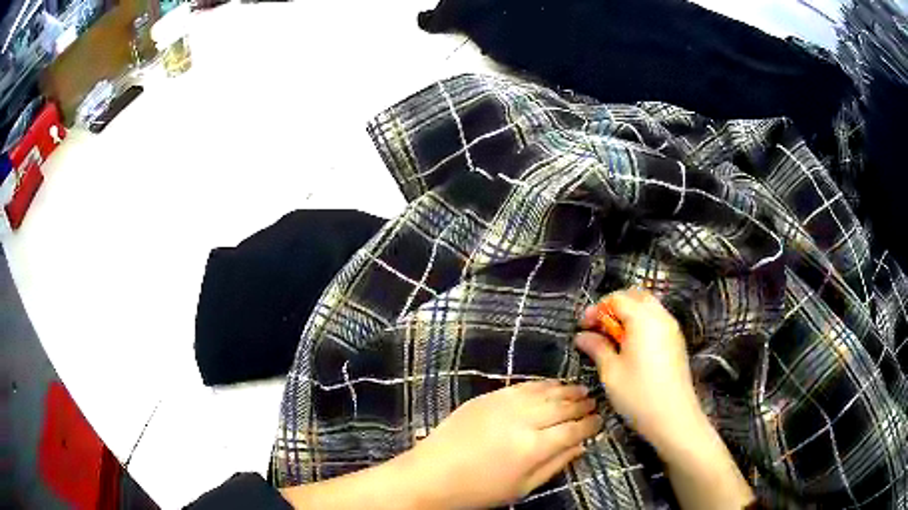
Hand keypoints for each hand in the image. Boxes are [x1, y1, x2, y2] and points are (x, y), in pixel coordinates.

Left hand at [401, 380, 602, 508]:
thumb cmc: (479, 491)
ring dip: (565, 390)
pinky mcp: (488, 397)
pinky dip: (542, 384)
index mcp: (533, 447)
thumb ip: (555, 465)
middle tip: (593, 402)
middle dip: (581, 404)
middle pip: (562, 406)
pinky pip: (523, 385)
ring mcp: (504, 404)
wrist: (432, 475)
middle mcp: (523, 420)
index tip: (600, 421)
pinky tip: (551, 385)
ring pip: (545, 392)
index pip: (573, 429)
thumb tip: (581, 446)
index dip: (590, 424)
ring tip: (580, 390)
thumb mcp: (522, 487)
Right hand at [574, 289, 708, 456]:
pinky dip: (642, 323)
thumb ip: (596, 348)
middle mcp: (660, 316)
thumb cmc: (638, 395)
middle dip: (614, 306)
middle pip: (635, 296)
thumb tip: (582, 336)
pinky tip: (632, 347)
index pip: (616, 299)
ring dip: (629, 314)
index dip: (596, 309)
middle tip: (598, 327)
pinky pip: (657, 319)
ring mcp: (672, 328)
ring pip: (648, 306)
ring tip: (613, 338)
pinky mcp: (677, 341)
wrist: (674, 417)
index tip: (583, 327)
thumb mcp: (611, 372)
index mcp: (643, 319)